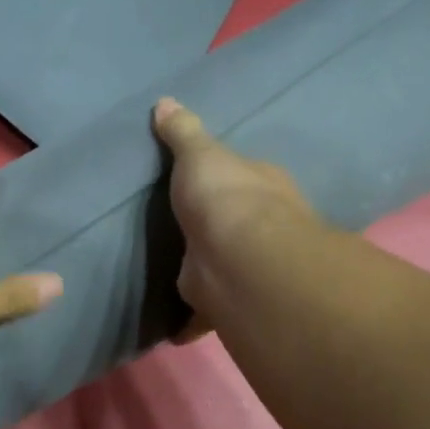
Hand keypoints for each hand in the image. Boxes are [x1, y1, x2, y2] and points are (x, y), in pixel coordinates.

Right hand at [152, 97, 314, 322]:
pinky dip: (191, 321)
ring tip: (180, 275)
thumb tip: (165, 101)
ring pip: (225, 269)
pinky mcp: (227, 300)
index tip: (207, 183)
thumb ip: (182, 133)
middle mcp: (263, 227)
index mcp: (262, 186)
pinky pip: (205, 312)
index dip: (228, 178)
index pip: (246, 177)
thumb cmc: (224, 196)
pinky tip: (173, 327)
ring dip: (209, 274)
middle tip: (190, 232)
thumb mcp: (199, 154)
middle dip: (220, 230)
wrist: (238, 258)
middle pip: (239, 225)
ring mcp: (247, 266)